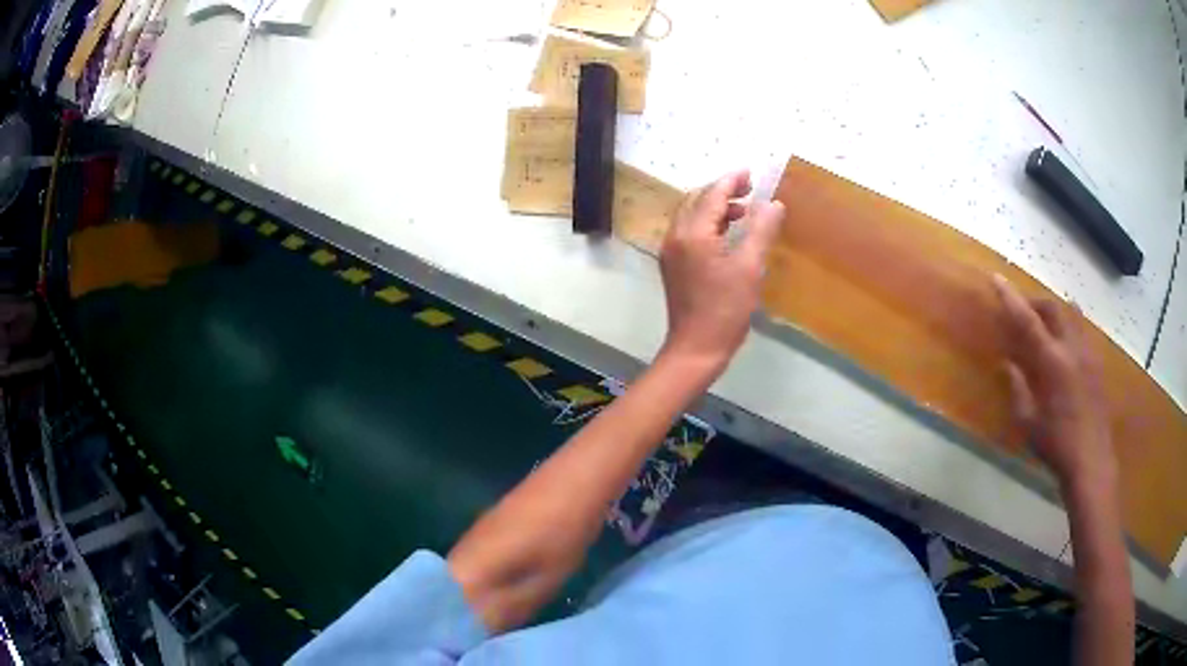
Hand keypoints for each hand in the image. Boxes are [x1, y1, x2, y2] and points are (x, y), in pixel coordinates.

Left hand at [658, 170, 784, 376]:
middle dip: (722, 191)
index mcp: (692, 233)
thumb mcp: (750, 268)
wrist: (696, 348)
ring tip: (744, 211)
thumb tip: (774, 203)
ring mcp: (671, 251)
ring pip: (691, 216)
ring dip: (715, 208)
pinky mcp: (673, 265)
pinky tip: (728, 234)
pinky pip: (689, 232)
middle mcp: (675, 236)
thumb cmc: (725, 309)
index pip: (712, 195)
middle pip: (697, 201)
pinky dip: (708, 224)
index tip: (750, 173)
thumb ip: (761, 230)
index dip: (732, 181)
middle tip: (749, 190)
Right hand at [992, 274, 1113, 486]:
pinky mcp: (1097, 364)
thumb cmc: (1056, 445)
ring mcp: (1088, 354)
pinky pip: (1081, 331)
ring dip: (1055, 312)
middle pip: (1054, 308)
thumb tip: (1007, 364)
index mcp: (1053, 362)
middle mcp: (1072, 349)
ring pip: (1072, 314)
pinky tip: (1063, 347)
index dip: (1011, 298)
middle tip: (1022, 311)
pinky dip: (1068, 327)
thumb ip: (1018, 389)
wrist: (1091, 460)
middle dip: (1036, 302)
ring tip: (1044, 324)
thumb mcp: (1029, 422)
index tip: (997, 279)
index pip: (1028, 321)